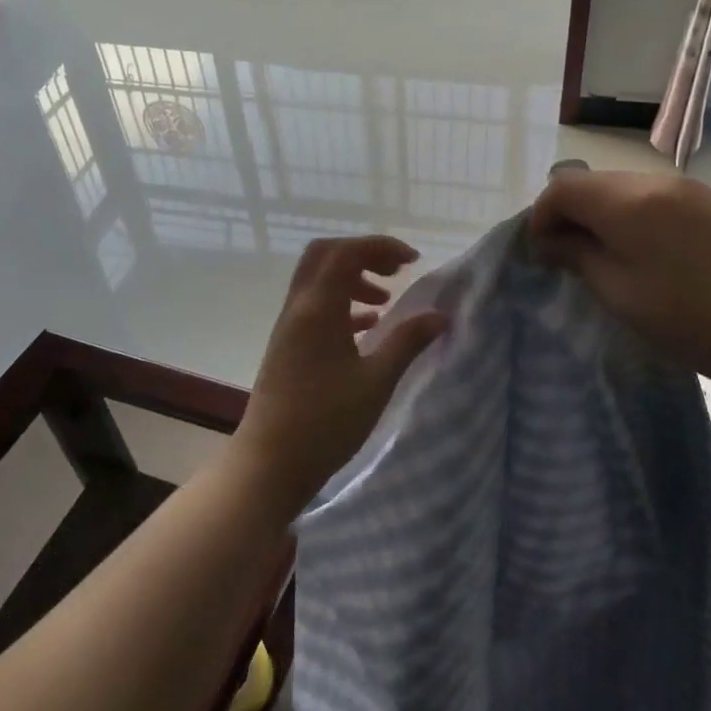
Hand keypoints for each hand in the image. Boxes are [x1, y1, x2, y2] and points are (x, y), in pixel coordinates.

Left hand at [235, 236, 446, 512]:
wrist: (270, 463)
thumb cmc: (326, 422)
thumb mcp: (376, 382)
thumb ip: (408, 342)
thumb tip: (440, 315)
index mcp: (318, 309)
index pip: (347, 252)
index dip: (381, 247)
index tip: (414, 262)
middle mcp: (298, 309)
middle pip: (325, 256)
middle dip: (363, 255)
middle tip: (396, 273)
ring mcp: (288, 328)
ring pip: (318, 282)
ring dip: (352, 280)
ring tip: (386, 304)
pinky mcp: (286, 348)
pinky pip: (314, 308)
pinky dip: (341, 305)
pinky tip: (366, 330)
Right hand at [529, 171, 710, 388]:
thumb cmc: (686, 318)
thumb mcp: (617, 292)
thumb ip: (577, 255)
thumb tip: (550, 240)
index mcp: (627, 201)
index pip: (563, 188)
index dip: (541, 216)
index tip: (540, 252)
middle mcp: (656, 181)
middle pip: (594, 183)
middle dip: (571, 213)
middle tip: (568, 256)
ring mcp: (687, 188)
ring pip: (624, 188)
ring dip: (604, 214)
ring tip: (607, 256)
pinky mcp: (710, 201)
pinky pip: (655, 197)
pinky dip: (635, 215)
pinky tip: (647, 252)